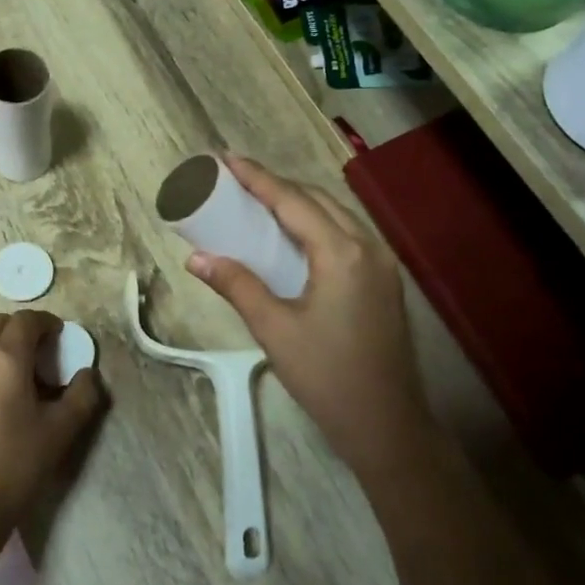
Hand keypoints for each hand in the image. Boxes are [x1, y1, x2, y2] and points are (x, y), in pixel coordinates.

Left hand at [0, 310, 105, 533]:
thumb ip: (82, 395)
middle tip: (39, 347)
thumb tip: (87, 374)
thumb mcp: (62, 430)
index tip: (60, 334)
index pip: (25, 321)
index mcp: (5, 359)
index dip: (45, 321)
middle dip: (19, 327)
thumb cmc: (18, 463)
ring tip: (12, 360)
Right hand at [186, 155, 424, 481]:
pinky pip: (346, 236)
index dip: (257, 177)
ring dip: (298, 203)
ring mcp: (382, 264)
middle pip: (318, 200)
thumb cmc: (327, 377)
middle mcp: (368, 247)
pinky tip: (293, 237)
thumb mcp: (274, 329)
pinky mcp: (385, 282)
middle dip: (277, 185)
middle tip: (237, 180)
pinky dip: (315, 225)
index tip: (226, 159)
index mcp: (342, 253)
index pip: (292, 201)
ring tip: (259, 201)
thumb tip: (197, 258)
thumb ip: (237, 285)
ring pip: (335, 216)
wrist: (388, 425)